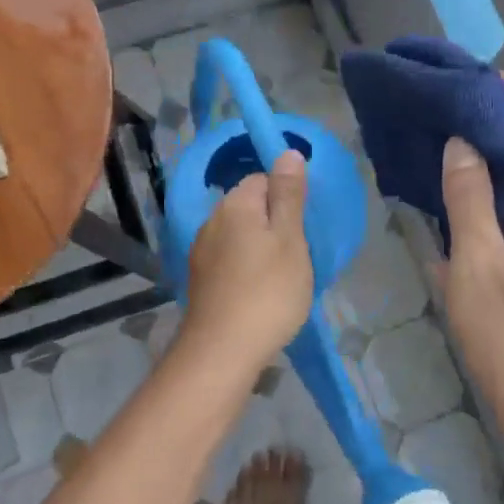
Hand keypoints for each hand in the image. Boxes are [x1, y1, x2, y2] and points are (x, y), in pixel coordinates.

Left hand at [177, 151, 313, 372]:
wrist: (223, 351)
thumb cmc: (267, 291)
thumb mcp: (290, 239)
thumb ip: (289, 195)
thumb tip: (287, 152)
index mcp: (235, 204)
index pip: (263, 179)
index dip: (286, 198)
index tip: (303, 227)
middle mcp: (212, 221)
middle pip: (250, 207)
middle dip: (274, 224)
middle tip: (298, 255)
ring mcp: (201, 252)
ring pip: (239, 236)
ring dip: (260, 248)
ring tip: (282, 277)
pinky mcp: (200, 280)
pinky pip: (229, 260)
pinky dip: (246, 269)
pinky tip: (259, 293)